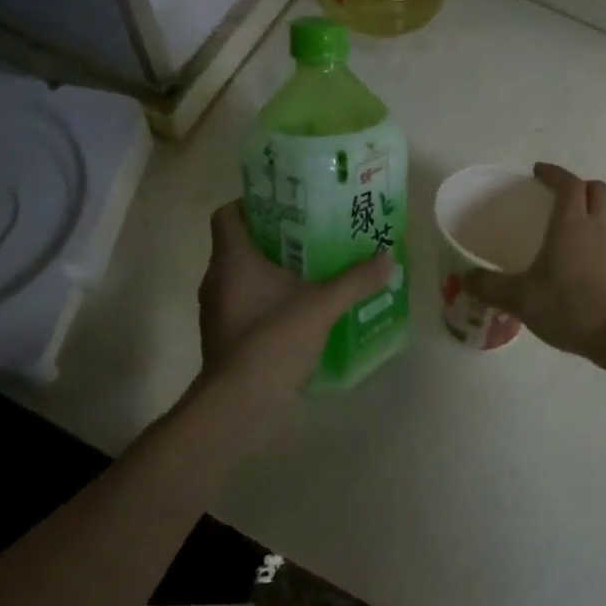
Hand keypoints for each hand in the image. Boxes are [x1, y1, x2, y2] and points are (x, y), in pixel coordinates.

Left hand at [198, 202, 393, 400]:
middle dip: (272, 238)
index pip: (228, 214)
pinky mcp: (223, 335)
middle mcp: (217, 278)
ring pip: (241, 276)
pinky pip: (243, 303)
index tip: (284, 207)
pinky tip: (296, 310)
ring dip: (269, 271)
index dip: (251, 204)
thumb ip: (355, 281)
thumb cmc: (273, 339)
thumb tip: (388, 259)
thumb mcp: (322, 305)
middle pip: (238, 244)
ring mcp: (217, 310)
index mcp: (232, 259)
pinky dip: (265, 300)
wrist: (239, 401)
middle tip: (309, 235)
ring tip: (308, 271)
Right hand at [464, 163, 605, 370]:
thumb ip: (490, 287)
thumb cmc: (572, 307)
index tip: (537, 171)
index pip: (568, 184)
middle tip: (551, 195)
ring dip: (581, 215)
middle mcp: (595, 230)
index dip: (554, 173)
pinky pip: (600, 244)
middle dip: (575, 186)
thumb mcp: (521, 299)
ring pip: (599, 218)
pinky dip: (584, 243)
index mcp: (572, 225)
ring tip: (553, 235)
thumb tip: (466, 278)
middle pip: (595, 191)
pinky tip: (565, 269)